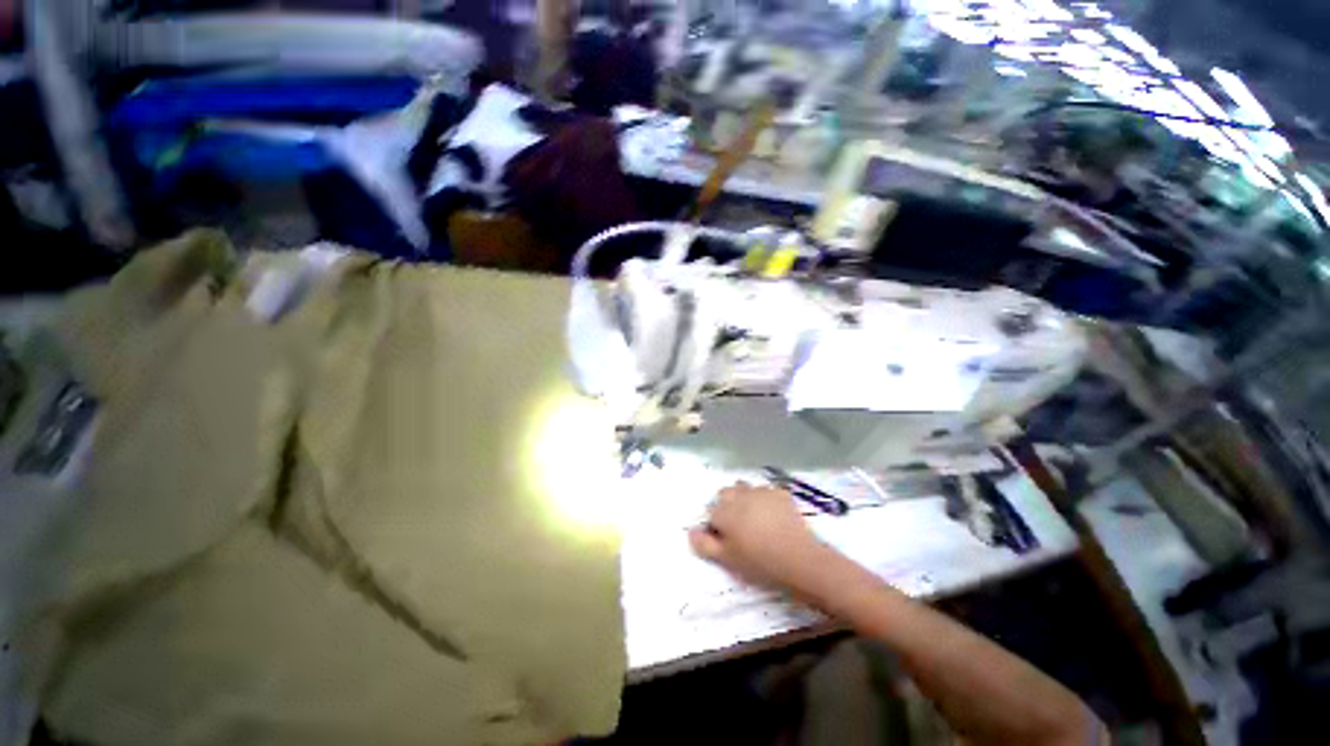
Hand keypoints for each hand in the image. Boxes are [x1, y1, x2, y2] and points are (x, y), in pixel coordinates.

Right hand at [688, 482, 827, 590]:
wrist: (799, 558)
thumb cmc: (759, 562)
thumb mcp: (727, 559)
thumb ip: (705, 544)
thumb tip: (691, 531)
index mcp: (724, 511)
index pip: (711, 512)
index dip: (717, 525)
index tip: (725, 538)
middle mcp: (739, 495)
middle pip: (726, 494)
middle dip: (728, 505)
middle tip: (739, 526)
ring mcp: (760, 491)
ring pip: (745, 489)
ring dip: (745, 499)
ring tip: (756, 518)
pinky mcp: (779, 492)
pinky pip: (766, 492)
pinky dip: (766, 500)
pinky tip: (774, 516)